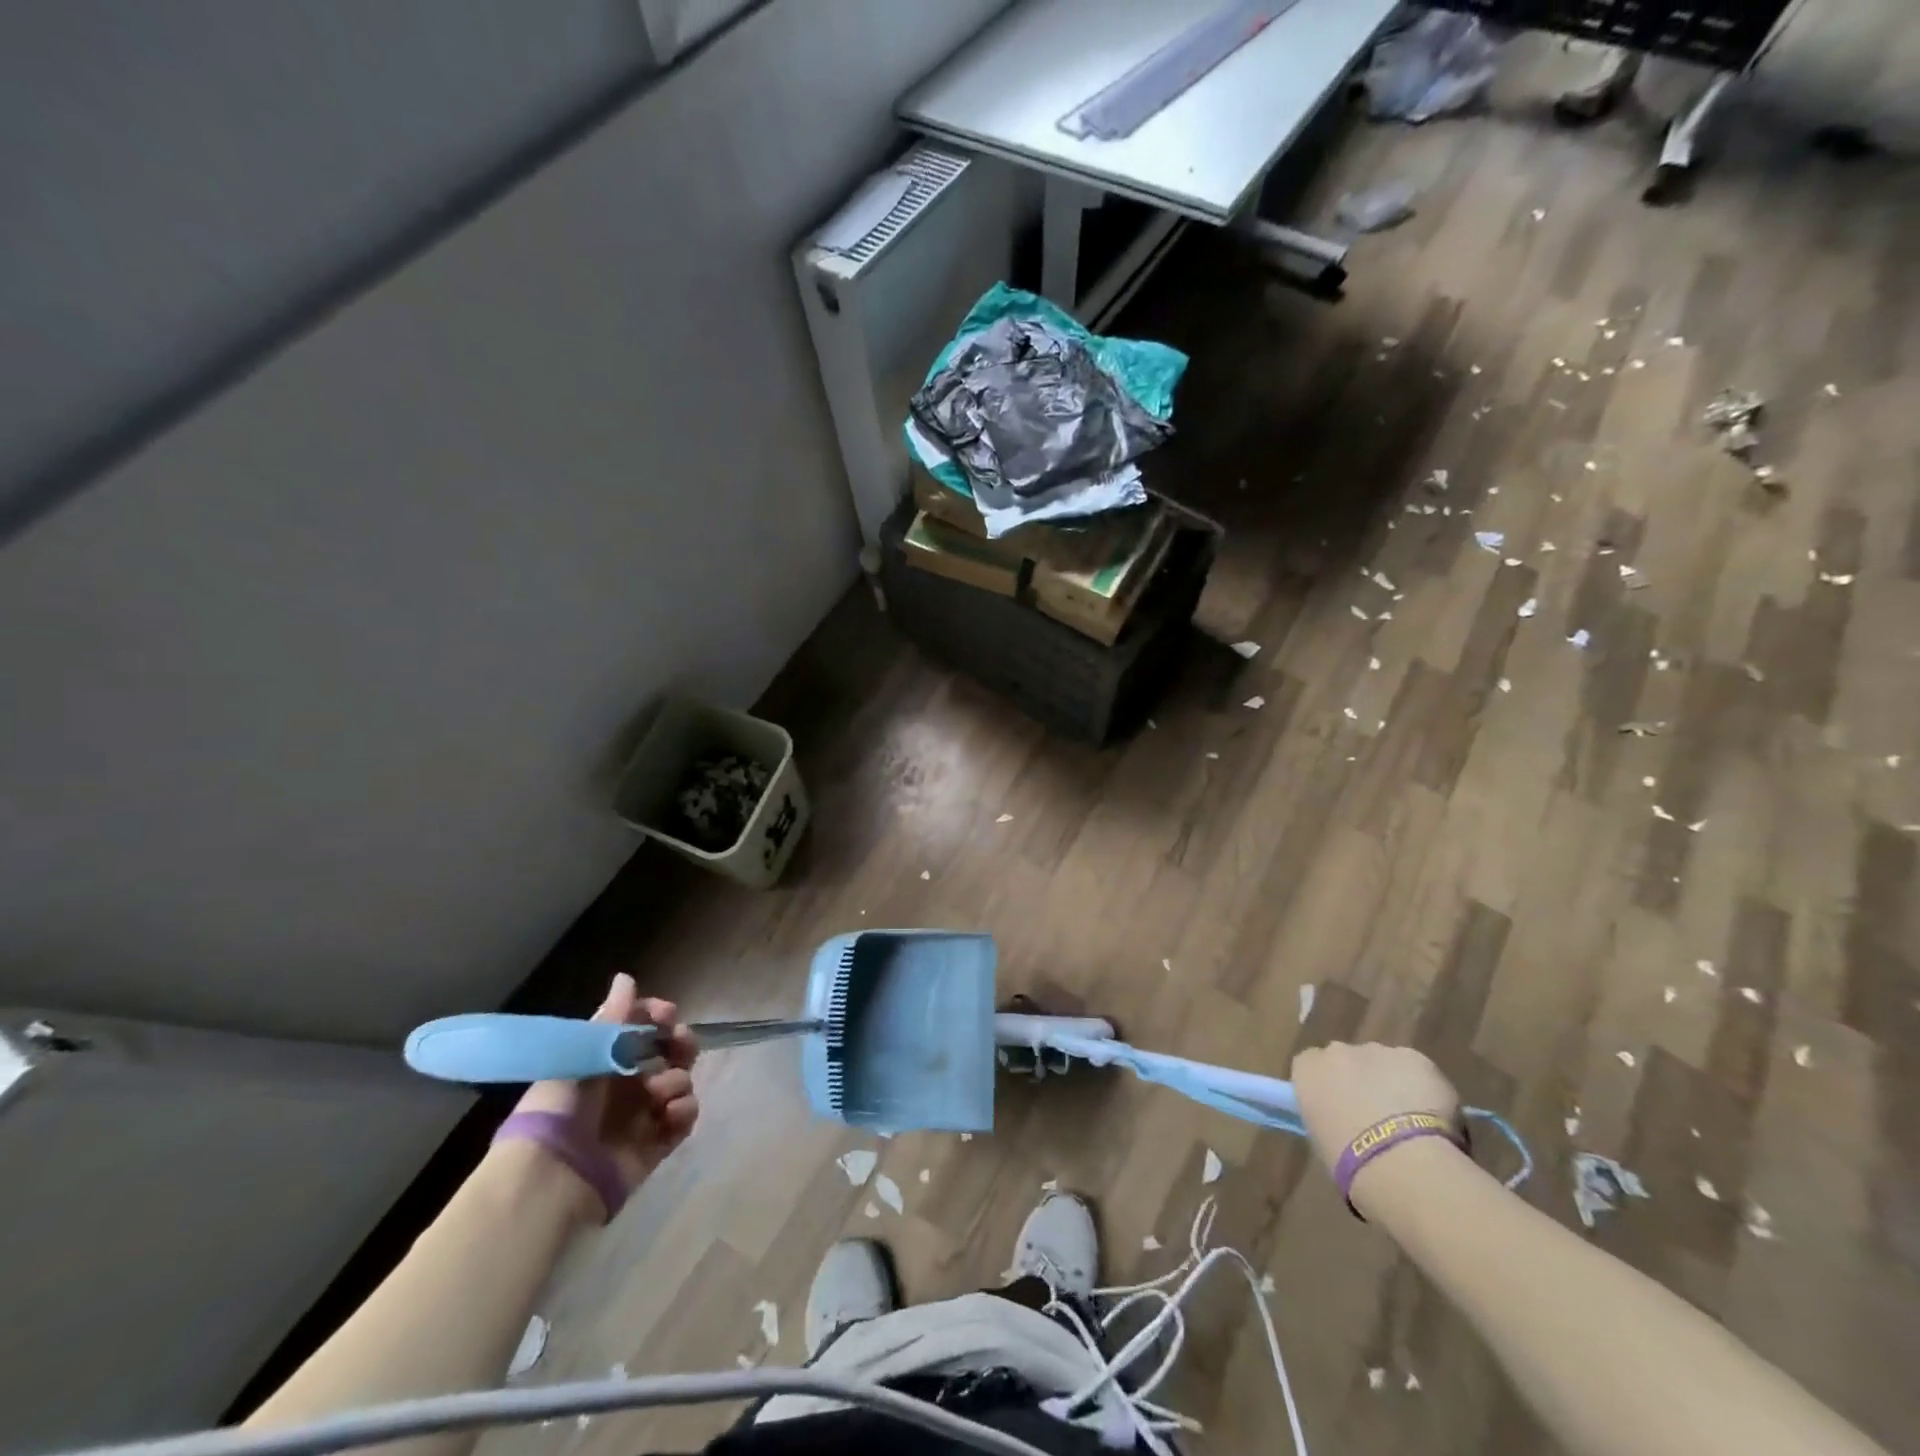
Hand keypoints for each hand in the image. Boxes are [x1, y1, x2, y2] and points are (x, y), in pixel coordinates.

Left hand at [511, 974, 699, 1197]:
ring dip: (677, 1079)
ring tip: (659, 1092)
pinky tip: (672, 1111)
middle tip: (679, 1043)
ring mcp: (643, 1114)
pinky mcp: (656, 1144)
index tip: (666, 1014)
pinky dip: (685, 1110)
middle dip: (680, 1042)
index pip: (641, 1028)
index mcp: (605, 1062)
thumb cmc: (560, 1106)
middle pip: (669, 1052)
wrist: (552, 1174)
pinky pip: (684, 1118)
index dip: (657, 1017)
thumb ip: (611, 1017)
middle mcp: (627, 1084)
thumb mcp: (581, 1054)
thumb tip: (626, 977)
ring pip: (680, 1081)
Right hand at [1292, 1041, 1457, 1195]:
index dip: (1328, 1085)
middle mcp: (1337, 1051)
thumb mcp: (1321, 1140)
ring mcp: (1377, 1051)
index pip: (1311, 1065)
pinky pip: (1417, 1070)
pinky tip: (1434, 1118)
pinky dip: (1424, 1087)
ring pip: (1384, 1062)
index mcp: (1307, 1069)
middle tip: (1376, 1116)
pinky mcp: (1415, 1058)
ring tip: (1410, 1122)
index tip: (1339, 1108)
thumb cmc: (1349, 1162)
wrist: (1401, 1162)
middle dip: (1359, 1079)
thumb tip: (1341, 1120)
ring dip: (1392, 1083)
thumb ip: (1327, 1116)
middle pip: (1347, 1059)